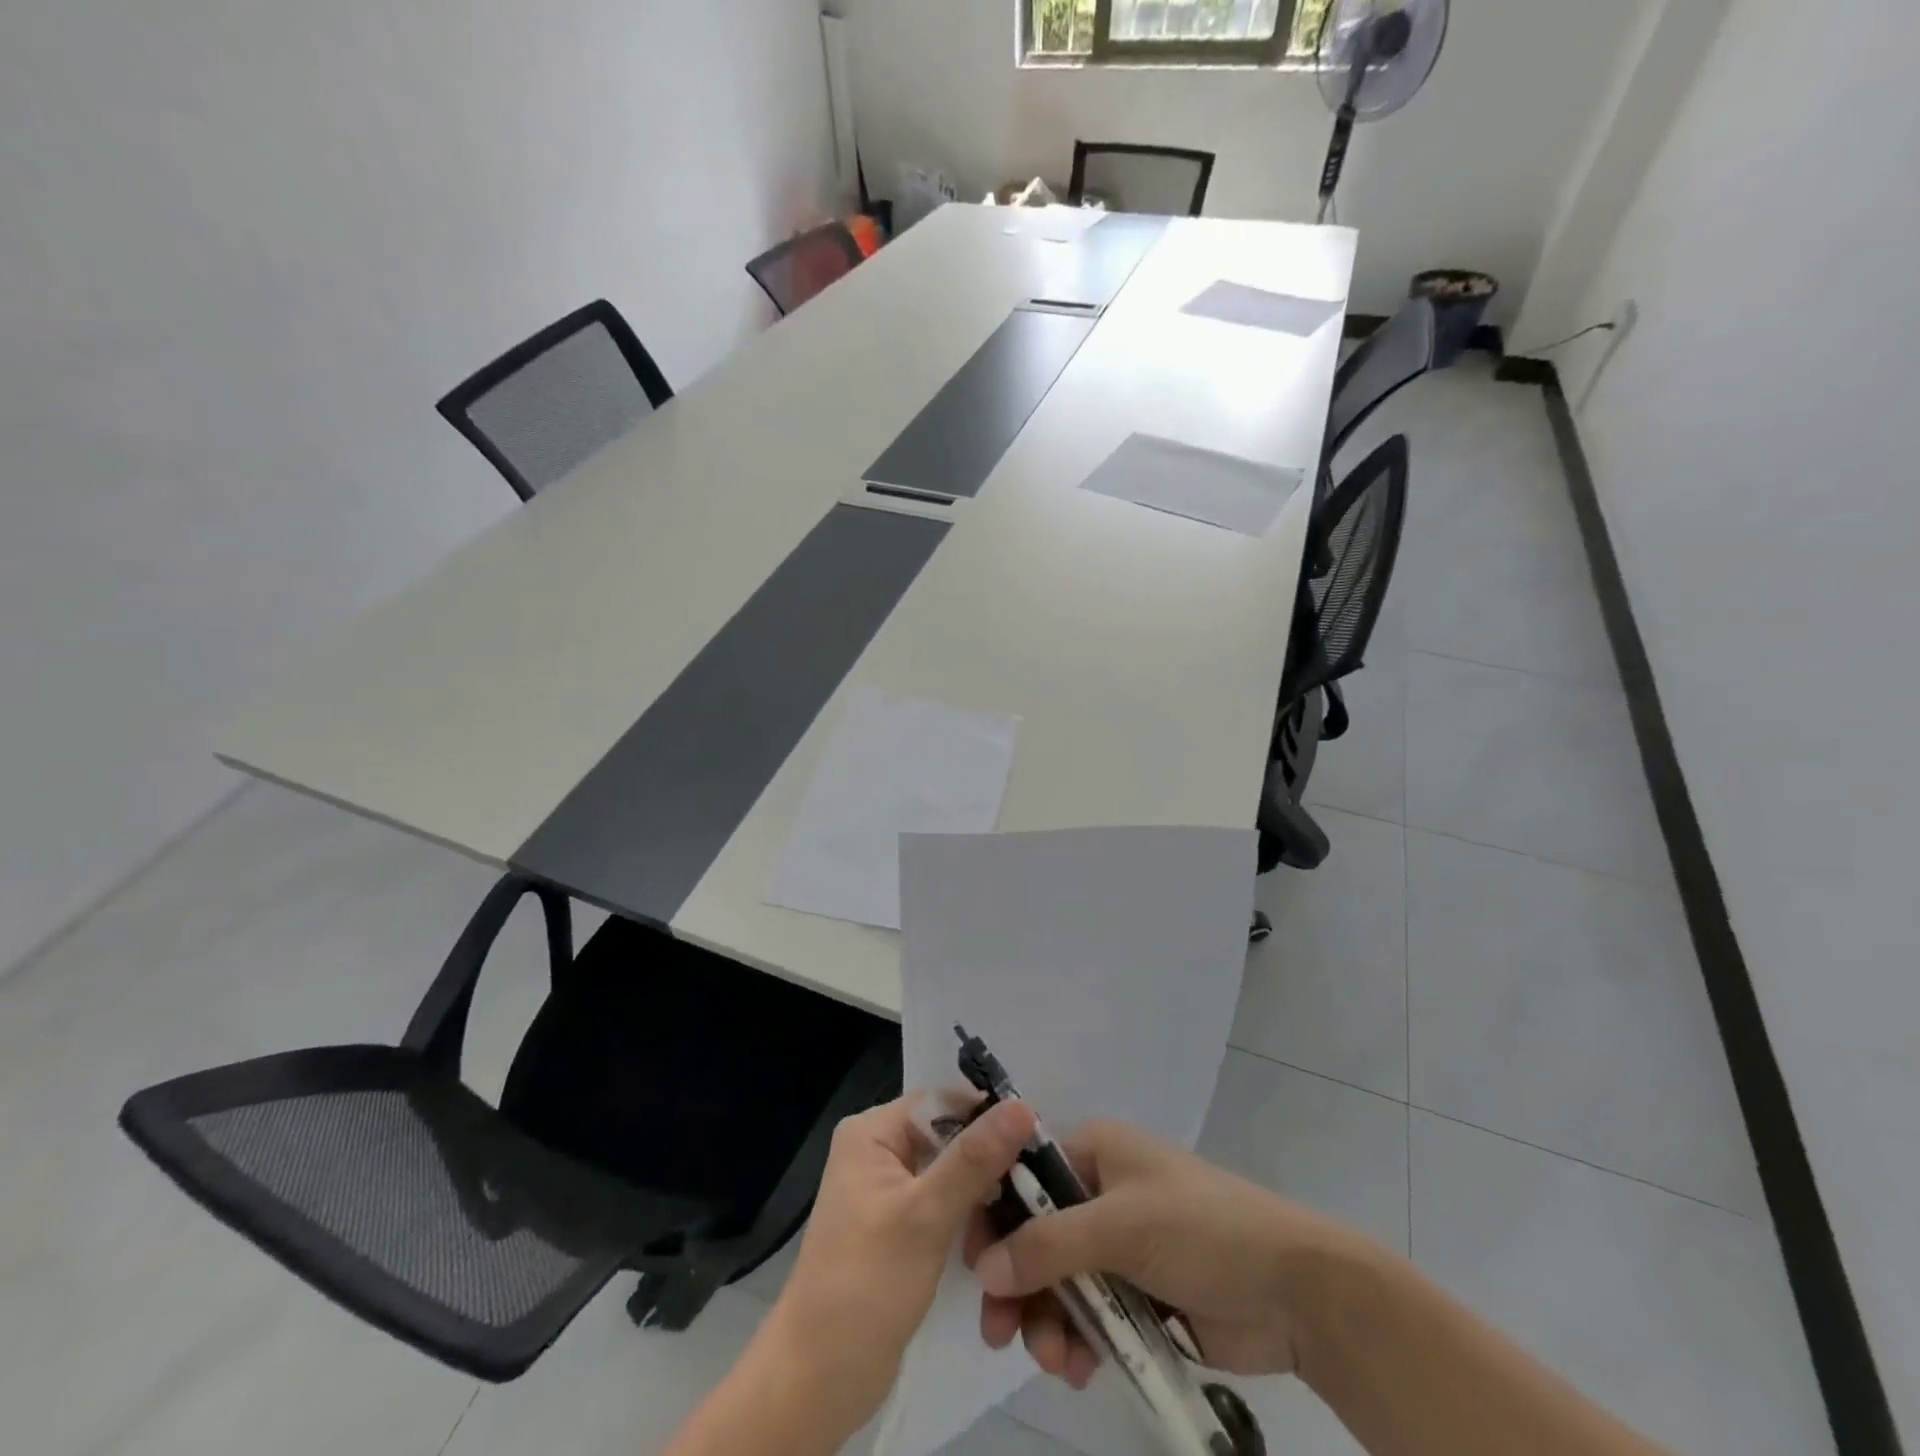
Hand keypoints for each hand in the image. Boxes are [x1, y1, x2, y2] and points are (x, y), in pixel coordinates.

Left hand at [758, 1094, 1037, 1442]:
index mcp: (873, 1131)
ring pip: (951, 1171)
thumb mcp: (925, 1216)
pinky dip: (969, 1216)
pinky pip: (944, 1203)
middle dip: (990, 1159)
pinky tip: (999, 1237)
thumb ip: (974, 1158)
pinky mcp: (899, 1226)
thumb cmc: (866, 1285)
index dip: (989, 1116)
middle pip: (949, 1135)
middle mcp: (878, 1149)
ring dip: (984, 1193)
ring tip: (1026, 1215)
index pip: (943, 1101)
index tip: (1037, 1140)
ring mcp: (888, 1189)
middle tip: (1039, 1184)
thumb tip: (1022, 1106)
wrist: (819, 1380)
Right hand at [968, 1118, 1360, 1380]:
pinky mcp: (1137, 1293)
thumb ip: (1048, 1245)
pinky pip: (1088, 1313)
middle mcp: (1099, 1191)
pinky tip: (1079, 1368)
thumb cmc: (1202, 1229)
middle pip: (1035, 1232)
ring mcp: (1118, 1244)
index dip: (994, 1212)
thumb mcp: (1120, 1226)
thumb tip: (984, 1269)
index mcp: (1094, 1151)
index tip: (973, 1262)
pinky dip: (1077, 1339)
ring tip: (1054, 1360)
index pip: (1024, 1172)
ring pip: (1057, 1279)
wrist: (1292, 1291)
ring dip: (1046, 1319)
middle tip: (998, 1331)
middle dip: (1017, 1281)